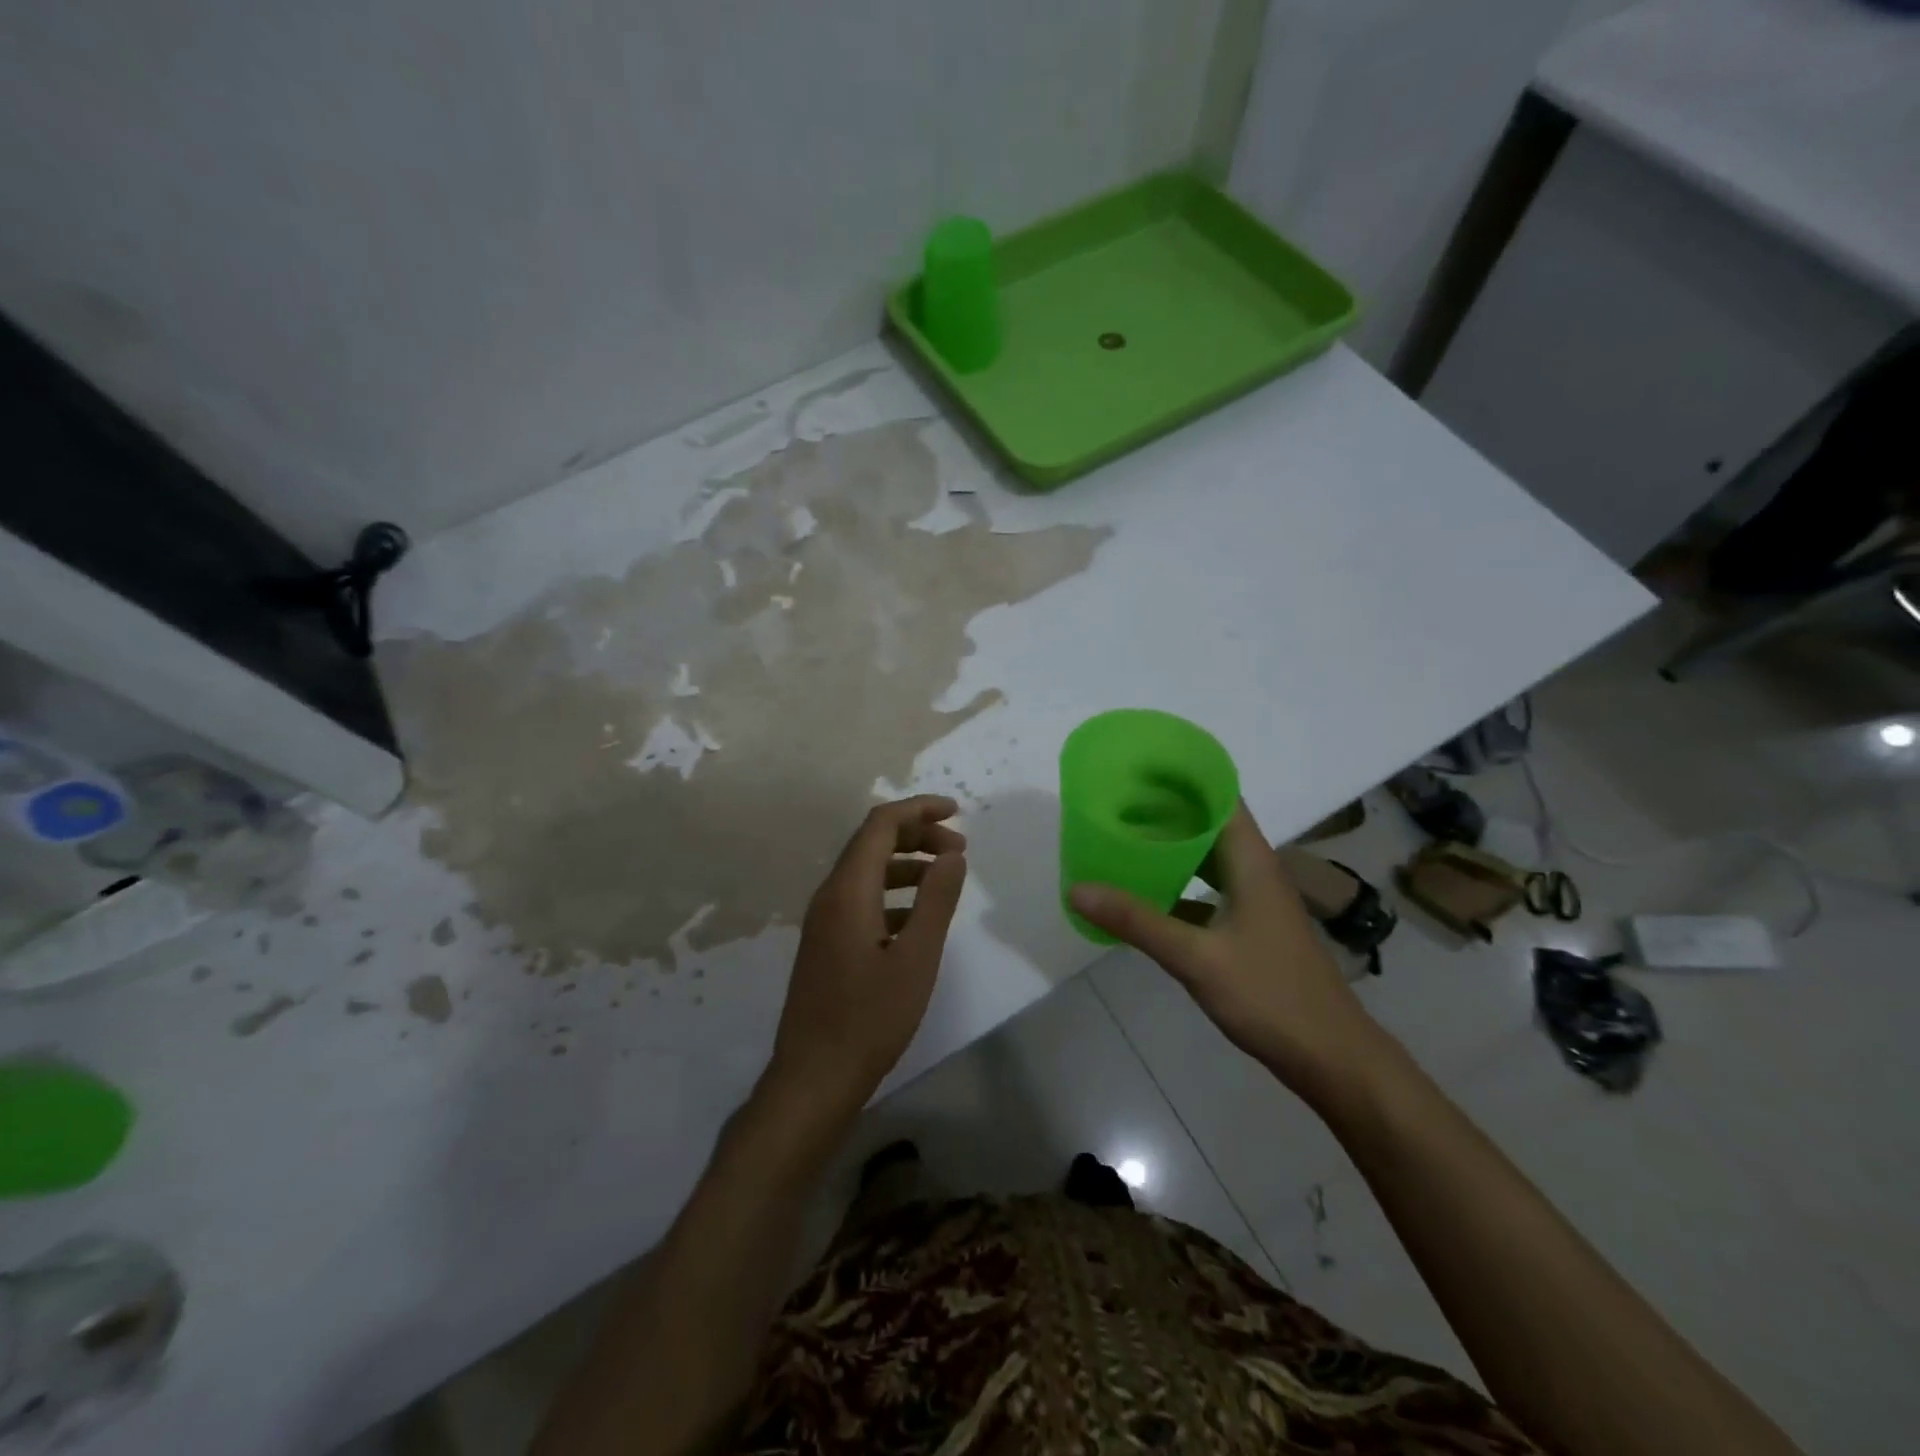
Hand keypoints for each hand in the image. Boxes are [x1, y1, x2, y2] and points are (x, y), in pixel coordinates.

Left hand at [763, 795, 967, 1124]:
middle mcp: (830, 896)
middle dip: (917, 834)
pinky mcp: (826, 943)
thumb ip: (936, 900)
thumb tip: (953, 855)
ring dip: (907, 864)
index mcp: (848, 891)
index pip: (881, 825)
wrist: (814, 1077)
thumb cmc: (870, 1018)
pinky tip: (918, 916)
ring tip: (946, 876)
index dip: (919, 809)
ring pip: (867, 871)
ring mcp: (824, 921)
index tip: (957, 812)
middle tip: (959, 849)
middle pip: (872, 843)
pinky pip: (861, 898)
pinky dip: (893, 893)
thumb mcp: (916, 958)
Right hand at [1069, 802, 1385, 1098]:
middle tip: (1116, 802)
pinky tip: (1145, 896)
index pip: (1219, 797)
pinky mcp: (1250, 928)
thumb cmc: (1271, 996)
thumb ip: (1137, 921)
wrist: (1331, 1057)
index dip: (1182, 776)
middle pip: (1209, 823)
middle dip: (1166, 809)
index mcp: (1251, 861)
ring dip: (1171, 847)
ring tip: (1123, 840)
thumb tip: (1077, 889)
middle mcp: (1255, 870)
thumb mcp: (1196, 958)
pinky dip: (1178, 885)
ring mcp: (1255, 901)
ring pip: (1208, 859)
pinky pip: (1207, 891)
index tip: (1138, 767)